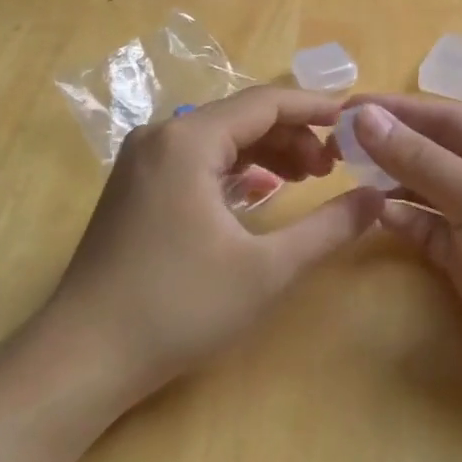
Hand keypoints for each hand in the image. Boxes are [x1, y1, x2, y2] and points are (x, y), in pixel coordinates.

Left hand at [32, 87, 384, 406]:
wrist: (83, 358)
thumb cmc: (179, 307)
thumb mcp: (267, 270)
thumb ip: (328, 228)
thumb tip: (378, 198)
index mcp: (188, 141)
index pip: (266, 102)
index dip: (316, 108)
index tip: (356, 123)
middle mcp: (161, 136)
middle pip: (242, 117)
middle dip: (294, 135)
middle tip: (334, 167)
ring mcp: (143, 161)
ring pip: (220, 138)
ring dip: (268, 152)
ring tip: (308, 180)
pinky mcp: (136, 187)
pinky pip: (198, 159)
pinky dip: (237, 170)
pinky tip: (263, 194)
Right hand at [348, 97, 461, 424]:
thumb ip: (420, 159)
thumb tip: (366, 116)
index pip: (446, 117)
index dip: (396, 110)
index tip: (345, 107)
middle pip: (435, 151)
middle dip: (389, 144)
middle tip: (334, 143)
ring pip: (428, 190)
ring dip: (392, 180)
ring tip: (345, 173)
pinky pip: (429, 231)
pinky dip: (404, 220)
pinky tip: (374, 212)